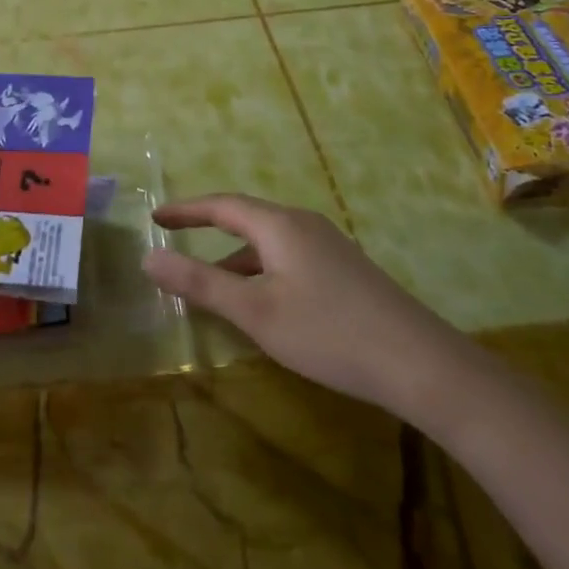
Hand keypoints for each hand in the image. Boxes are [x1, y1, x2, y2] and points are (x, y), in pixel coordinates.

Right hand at [143, 194, 476, 417]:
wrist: (419, 362)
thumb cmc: (328, 332)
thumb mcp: (255, 311)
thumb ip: (200, 283)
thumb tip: (148, 257)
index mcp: (280, 225)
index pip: (222, 205)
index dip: (186, 210)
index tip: (155, 216)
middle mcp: (304, 224)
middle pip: (246, 219)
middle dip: (208, 232)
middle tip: (175, 243)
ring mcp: (328, 246)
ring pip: (268, 243)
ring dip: (235, 259)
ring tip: (209, 287)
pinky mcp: (344, 270)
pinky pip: (288, 258)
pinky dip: (261, 271)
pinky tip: (261, 304)